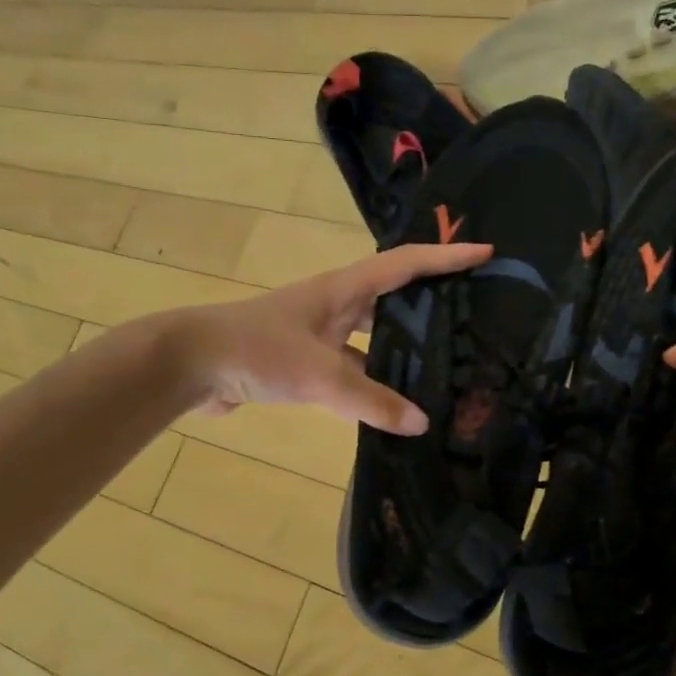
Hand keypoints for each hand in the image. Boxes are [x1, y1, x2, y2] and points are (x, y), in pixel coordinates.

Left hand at [179, 243, 491, 433]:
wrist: (189, 365)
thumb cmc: (257, 351)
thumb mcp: (320, 376)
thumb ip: (371, 402)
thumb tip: (422, 423)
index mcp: (342, 290)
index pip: (404, 264)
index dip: (445, 257)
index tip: (485, 252)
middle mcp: (335, 306)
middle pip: (393, 297)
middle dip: (431, 302)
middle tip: (471, 317)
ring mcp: (318, 334)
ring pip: (373, 338)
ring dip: (402, 348)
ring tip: (443, 367)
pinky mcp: (304, 363)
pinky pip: (352, 368)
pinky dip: (374, 383)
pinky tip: (393, 405)